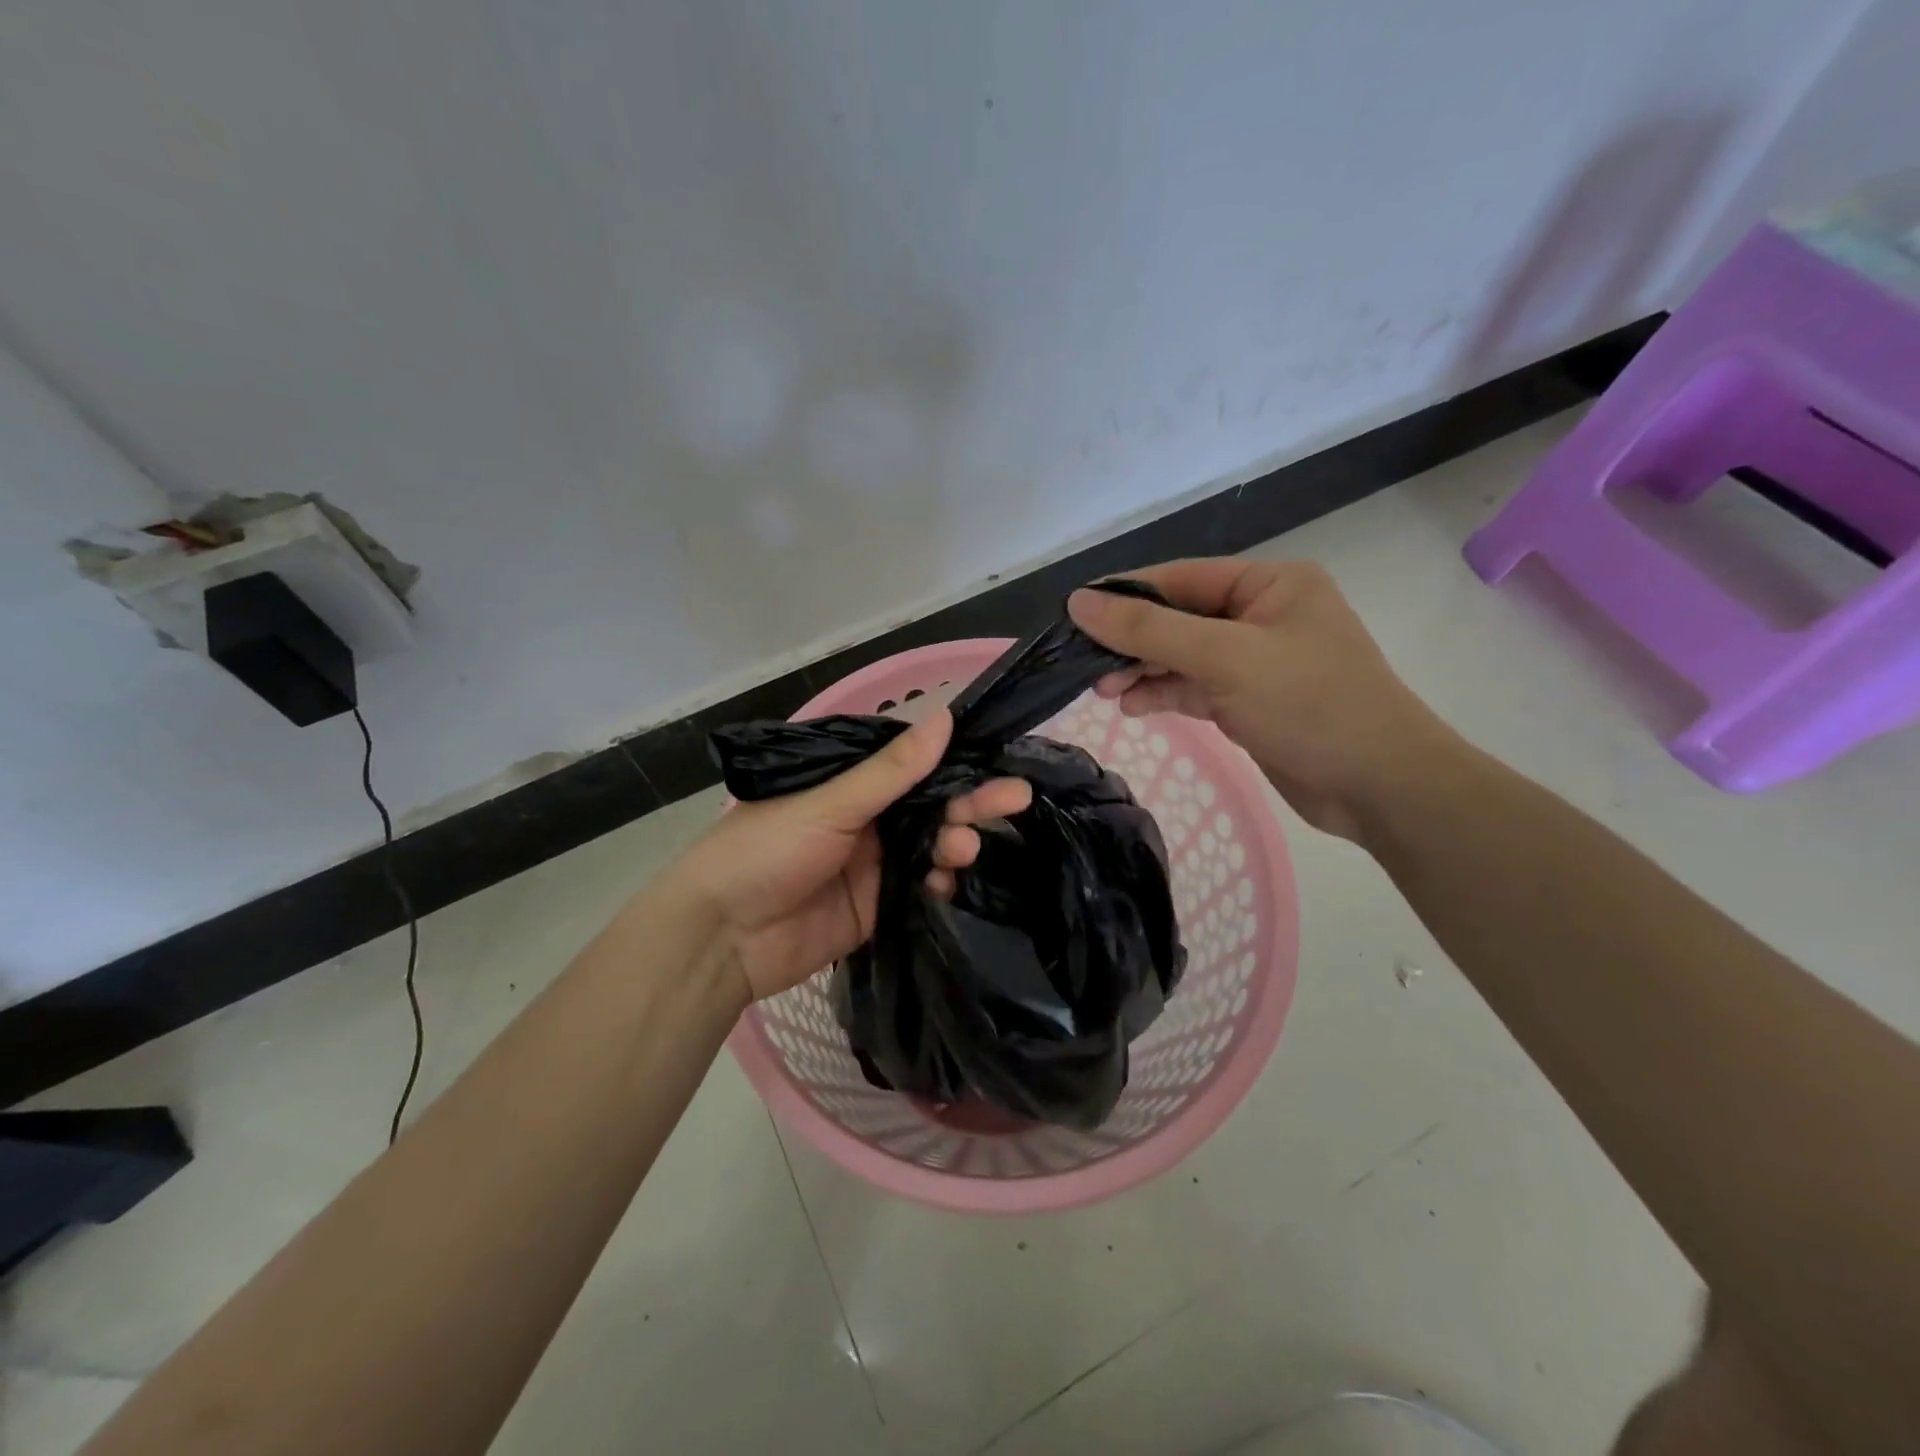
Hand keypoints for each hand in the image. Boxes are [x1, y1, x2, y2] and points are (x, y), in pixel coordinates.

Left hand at [669, 709, 1032, 1000]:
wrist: (721, 939)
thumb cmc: (765, 850)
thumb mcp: (829, 803)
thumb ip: (891, 770)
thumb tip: (946, 716)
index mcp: (851, 784)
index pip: (917, 766)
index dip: (957, 762)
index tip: (1001, 759)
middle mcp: (869, 819)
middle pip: (932, 806)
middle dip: (972, 802)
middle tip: (1015, 798)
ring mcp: (876, 864)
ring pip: (933, 847)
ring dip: (956, 843)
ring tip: (964, 847)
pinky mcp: (880, 907)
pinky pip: (924, 890)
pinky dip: (942, 885)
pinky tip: (950, 882)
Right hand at [1068, 559, 1459, 839]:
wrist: (1379, 786)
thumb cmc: (1310, 705)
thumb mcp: (1225, 658)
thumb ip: (1150, 630)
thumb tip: (1080, 603)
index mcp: (1270, 584)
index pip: (1181, 578)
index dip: (1126, 595)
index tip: (1073, 614)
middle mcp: (1261, 615)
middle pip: (1178, 617)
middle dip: (1132, 641)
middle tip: (1086, 666)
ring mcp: (1255, 660)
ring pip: (1182, 656)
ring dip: (1142, 671)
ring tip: (1105, 692)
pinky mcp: (1249, 701)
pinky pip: (1194, 687)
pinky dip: (1163, 694)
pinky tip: (1133, 706)